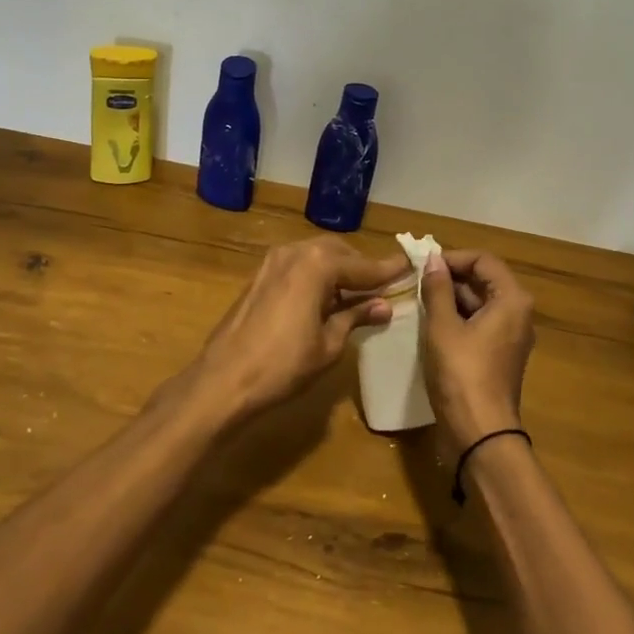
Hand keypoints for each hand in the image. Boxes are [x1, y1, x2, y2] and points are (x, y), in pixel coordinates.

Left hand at [183, 236, 403, 423]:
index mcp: (317, 264)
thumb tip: (384, 306)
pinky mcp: (259, 277)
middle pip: (338, 253)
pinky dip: (316, 277)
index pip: (362, 265)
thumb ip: (356, 317)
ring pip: (316, 257)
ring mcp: (272, 262)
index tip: (410, 266)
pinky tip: (326, 300)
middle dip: (361, 268)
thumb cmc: (283, 365)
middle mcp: (295, 252)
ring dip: (338, 272)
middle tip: (383, 286)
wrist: (223, 381)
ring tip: (357, 295)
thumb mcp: (329, 345)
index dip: (388, 270)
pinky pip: (298, 267)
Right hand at [421, 249, 535, 448]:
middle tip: (416, 282)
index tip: (423, 266)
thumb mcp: (443, 327)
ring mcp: (511, 335)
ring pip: (480, 302)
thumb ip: (438, 289)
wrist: (480, 434)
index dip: (453, 258)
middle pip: (484, 279)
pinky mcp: (501, 354)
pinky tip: (431, 324)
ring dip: (451, 298)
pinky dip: (458, 318)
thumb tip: (432, 259)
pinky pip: (480, 323)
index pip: (483, 259)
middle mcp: (518, 313)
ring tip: (418, 301)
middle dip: (450, 277)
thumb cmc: (461, 374)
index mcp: (512, 299)